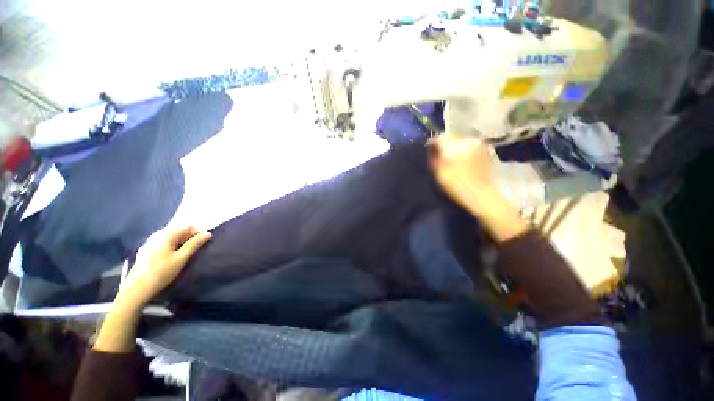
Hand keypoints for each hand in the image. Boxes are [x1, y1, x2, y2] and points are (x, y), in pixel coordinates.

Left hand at [116, 226, 211, 310]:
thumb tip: (207, 233)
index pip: (186, 227)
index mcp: (166, 236)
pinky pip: (163, 245)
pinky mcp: (146, 254)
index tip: (205, 240)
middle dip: (189, 237)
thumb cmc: (162, 272)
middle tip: (198, 247)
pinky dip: (172, 248)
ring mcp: (149, 245)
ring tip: (187, 253)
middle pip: (177, 232)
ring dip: (181, 243)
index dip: (197, 231)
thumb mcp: (181, 258)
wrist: (137, 290)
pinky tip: (173, 257)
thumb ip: (194, 244)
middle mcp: (157, 237)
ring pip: (170, 239)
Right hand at [430, 135, 528, 240]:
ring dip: (455, 147)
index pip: (440, 137)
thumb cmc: (457, 186)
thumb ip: (434, 158)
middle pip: (451, 137)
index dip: (433, 143)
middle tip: (441, 156)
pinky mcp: (485, 150)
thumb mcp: (440, 174)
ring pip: (461, 141)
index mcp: (454, 147)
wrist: (482, 194)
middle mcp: (467, 141)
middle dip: (445, 145)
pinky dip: (464, 150)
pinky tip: (463, 160)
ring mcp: (478, 144)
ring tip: (453, 159)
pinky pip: (470, 145)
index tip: (430, 149)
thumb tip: (432, 149)